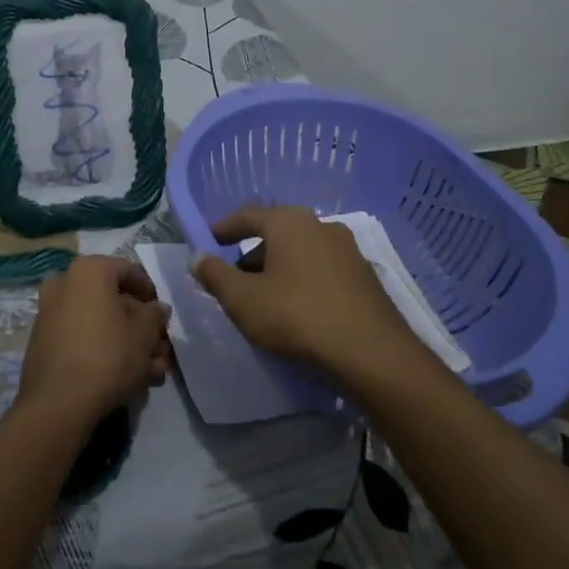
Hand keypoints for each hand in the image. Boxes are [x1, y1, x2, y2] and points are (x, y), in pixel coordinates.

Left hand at [17, 256, 171, 429]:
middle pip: (113, 300)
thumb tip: (156, 309)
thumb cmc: (108, 356)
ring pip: (99, 322)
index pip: (129, 271)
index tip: (163, 317)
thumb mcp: (145, 334)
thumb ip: (155, 315)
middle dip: (141, 326)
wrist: (57, 403)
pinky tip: (126, 377)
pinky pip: (82, 336)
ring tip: (151, 372)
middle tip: (160, 350)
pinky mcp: (43, 341)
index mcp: (89, 270)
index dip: (151, 293)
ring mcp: (50, 312)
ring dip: (127, 342)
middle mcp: (65, 283)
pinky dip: (103, 350)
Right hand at [192, 206, 419, 378]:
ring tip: (265, 299)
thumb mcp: (243, 300)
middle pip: (277, 233)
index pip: (248, 215)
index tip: (208, 240)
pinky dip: (304, 282)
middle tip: (234, 279)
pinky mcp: (366, 277)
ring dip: (279, 269)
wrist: (370, 353)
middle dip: (252, 254)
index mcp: (289, 222)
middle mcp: (321, 226)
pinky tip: (298, 310)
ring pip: (302, 253)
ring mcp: (348, 251)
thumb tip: (198, 257)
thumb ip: (216, 276)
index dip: (224, 227)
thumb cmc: (296, 316)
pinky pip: (323, 271)